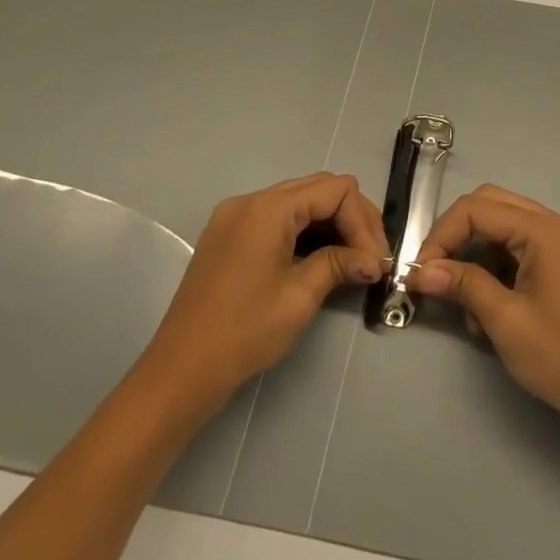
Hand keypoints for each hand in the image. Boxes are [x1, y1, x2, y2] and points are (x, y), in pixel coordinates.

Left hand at [140, 173, 388, 413]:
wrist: (182, 369)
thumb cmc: (245, 330)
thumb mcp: (300, 295)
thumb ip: (339, 264)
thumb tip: (374, 261)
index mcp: (267, 208)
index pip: (335, 190)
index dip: (363, 221)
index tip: (377, 261)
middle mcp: (250, 201)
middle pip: (318, 190)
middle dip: (351, 220)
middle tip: (372, 259)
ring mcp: (235, 218)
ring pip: (299, 203)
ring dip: (331, 226)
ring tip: (353, 262)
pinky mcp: (229, 237)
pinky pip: (278, 220)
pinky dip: (305, 233)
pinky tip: (322, 260)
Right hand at [407, 184, 559, 440]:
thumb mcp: (504, 320)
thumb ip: (462, 284)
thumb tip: (421, 272)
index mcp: (548, 231)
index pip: (479, 209)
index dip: (442, 235)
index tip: (422, 272)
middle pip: (493, 206)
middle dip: (458, 237)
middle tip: (435, 273)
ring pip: (507, 228)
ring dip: (479, 257)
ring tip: (468, 308)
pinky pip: (525, 248)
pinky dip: (501, 269)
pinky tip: (491, 310)